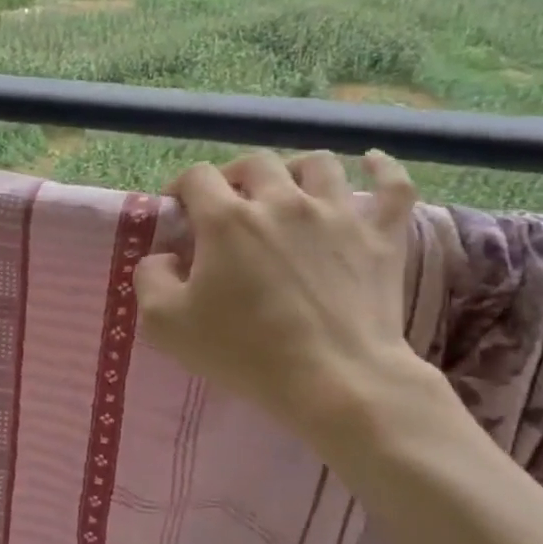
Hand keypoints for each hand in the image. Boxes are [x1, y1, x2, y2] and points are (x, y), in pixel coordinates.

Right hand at [135, 149, 427, 441]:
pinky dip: (382, 169)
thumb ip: (149, 279)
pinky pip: (393, 186)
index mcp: (227, 219)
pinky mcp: (381, 237)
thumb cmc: (245, 352)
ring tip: (286, 189)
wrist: (336, 381)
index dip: (181, 188)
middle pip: (255, 163)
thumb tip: (163, 257)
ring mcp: (338, 215)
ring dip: (294, 169)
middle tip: (227, 205)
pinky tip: (371, 162)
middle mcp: (282, 202)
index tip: (178, 213)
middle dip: (233, 176)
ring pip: (317, 164)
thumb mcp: (165, 324)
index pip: (197, 177)